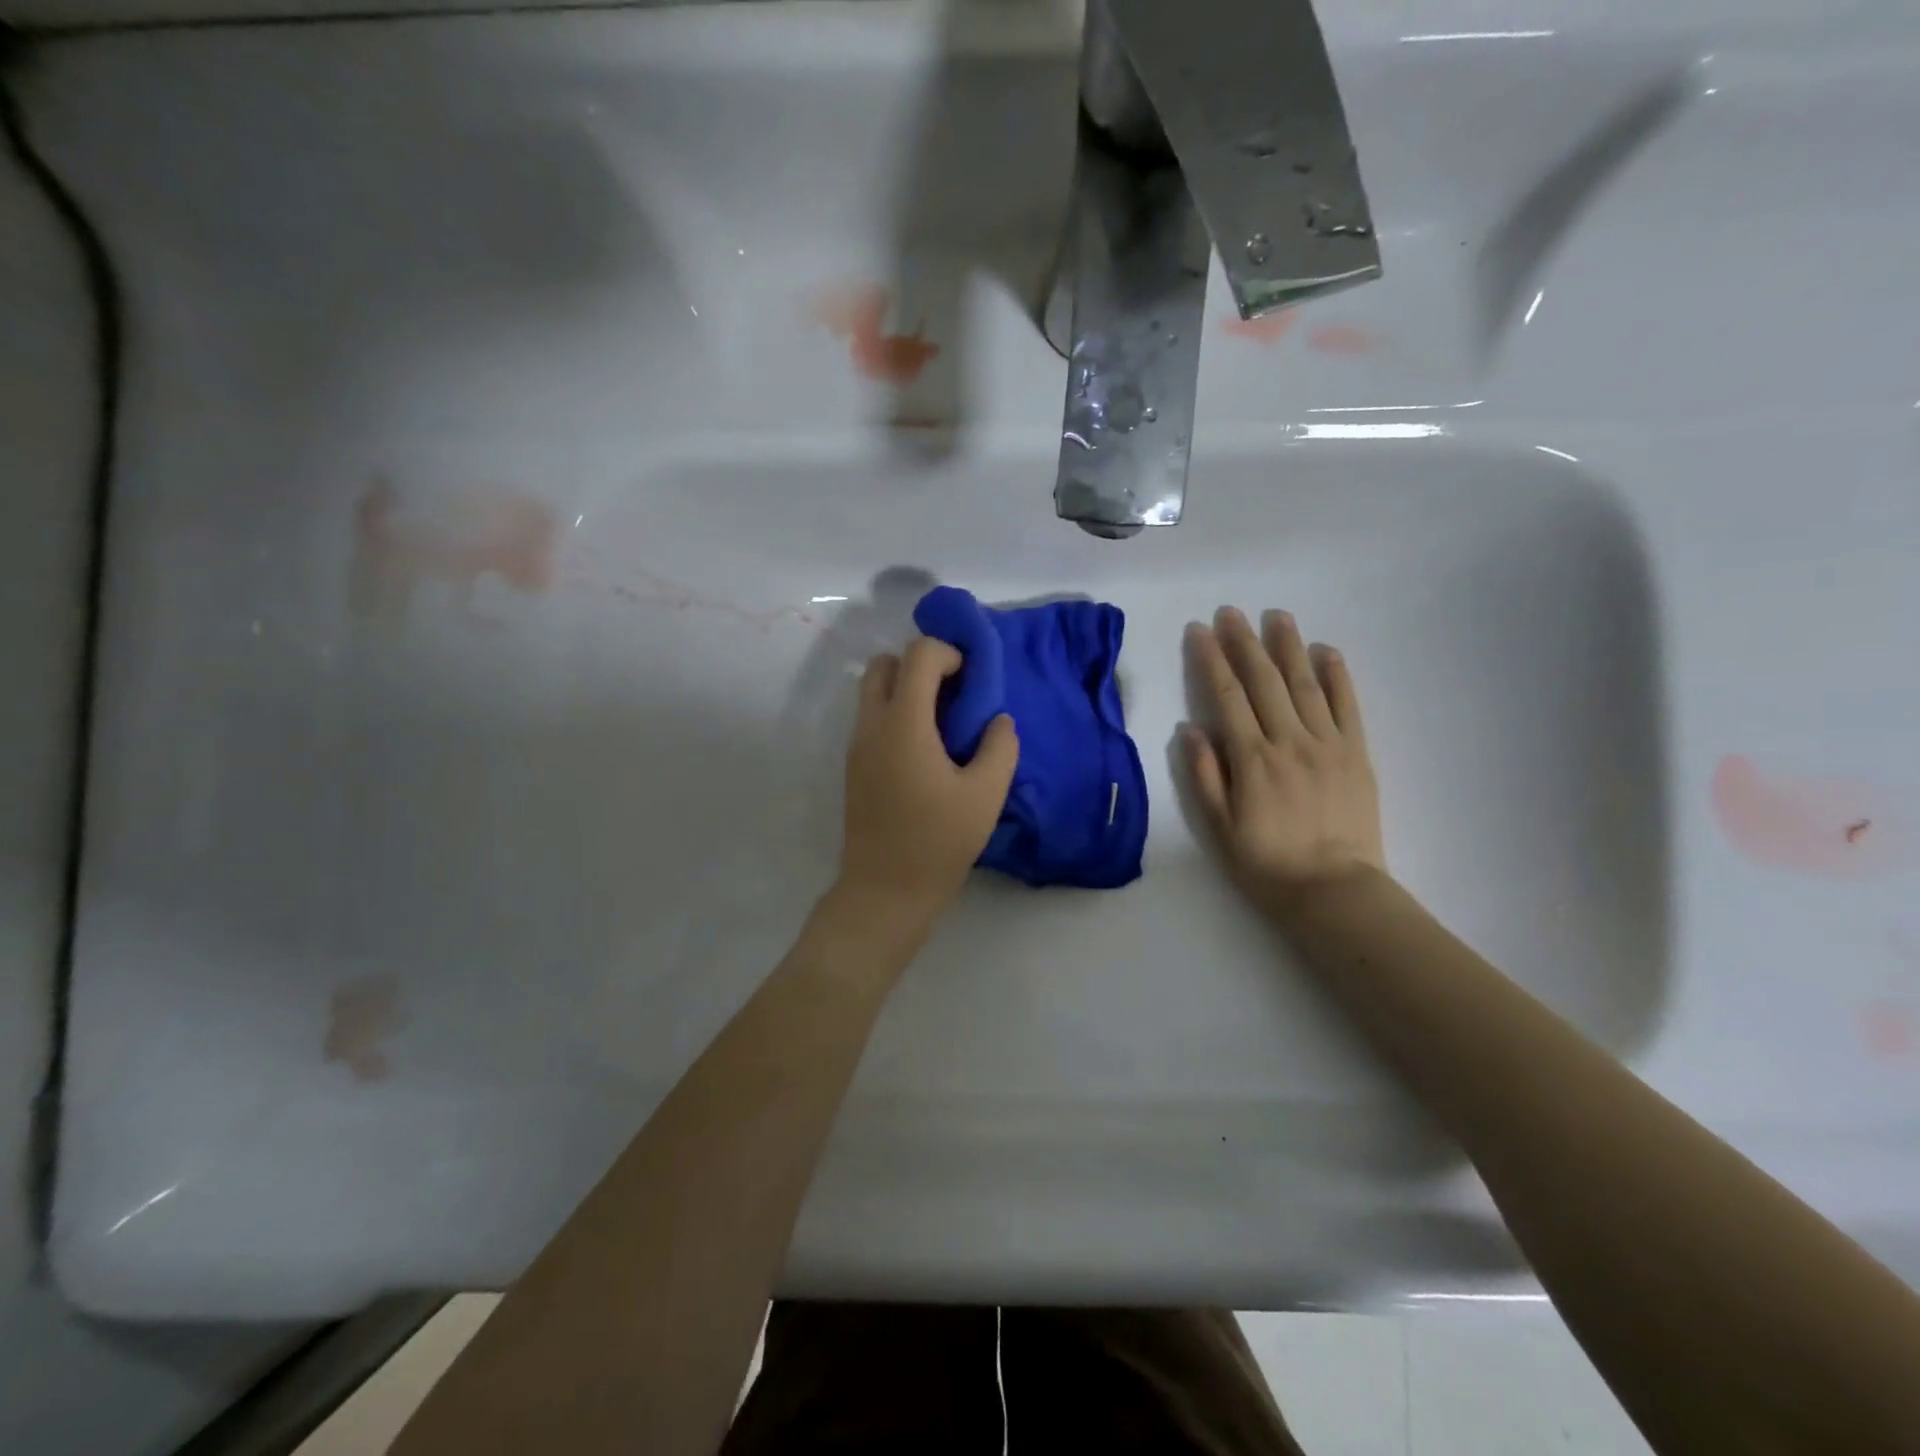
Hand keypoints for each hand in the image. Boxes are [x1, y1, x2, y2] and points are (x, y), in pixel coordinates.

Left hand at [839, 637, 1019, 929]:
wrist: (885, 890)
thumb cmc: (938, 841)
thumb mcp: (986, 794)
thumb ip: (1000, 747)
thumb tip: (998, 720)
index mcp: (903, 724)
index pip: (918, 655)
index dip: (949, 653)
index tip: (973, 680)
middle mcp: (872, 725)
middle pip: (884, 664)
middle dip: (920, 665)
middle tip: (953, 695)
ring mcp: (856, 746)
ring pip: (872, 692)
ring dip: (906, 690)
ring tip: (942, 725)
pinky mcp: (854, 767)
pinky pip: (871, 720)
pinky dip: (896, 715)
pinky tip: (926, 752)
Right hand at [1184, 608, 1384, 918]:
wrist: (1334, 891)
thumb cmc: (1266, 864)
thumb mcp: (1219, 827)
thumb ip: (1204, 775)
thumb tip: (1191, 728)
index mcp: (1251, 759)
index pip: (1226, 696)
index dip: (1210, 659)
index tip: (1199, 630)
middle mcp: (1288, 741)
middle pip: (1263, 681)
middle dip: (1244, 642)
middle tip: (1231, 612)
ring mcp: (1327, 744)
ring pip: (1304, 684)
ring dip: (1289, 647)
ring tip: (1277, 616)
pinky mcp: (1357, 754)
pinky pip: (1348, 706)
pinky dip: (1338, 675)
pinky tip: (1327, 651)